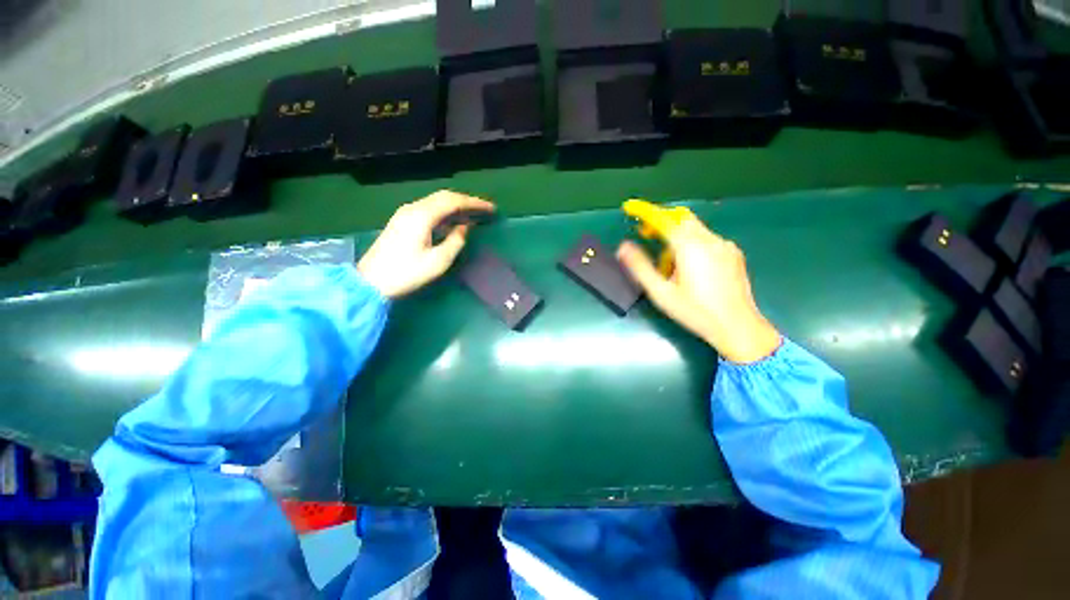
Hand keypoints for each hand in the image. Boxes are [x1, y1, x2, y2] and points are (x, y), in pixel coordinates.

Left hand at [358, 190, 494, 297]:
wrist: (371, 282)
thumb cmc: (407, 273)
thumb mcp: (438, 261)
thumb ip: (456, 241)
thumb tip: (465, 227)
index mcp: (422, 216)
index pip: (453, 201)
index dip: (474, 203)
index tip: (491, 209)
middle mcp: (412, 208)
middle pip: (444, 197)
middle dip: (466, 202)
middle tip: (484, 211)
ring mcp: (405, 214)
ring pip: (435, 203)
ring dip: (455, 207)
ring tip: (473, 217)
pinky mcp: (402, 222)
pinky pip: (428, 210)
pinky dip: (444, 214)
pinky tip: (452, 224)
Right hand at [617, 217, 780, 363]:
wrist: (737, 326)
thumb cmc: (694, 311)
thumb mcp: (660, 292)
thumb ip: (640, 267)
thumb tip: (623, 247)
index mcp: (689, 246)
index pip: (663, 219)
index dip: (645, 212)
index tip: (630, 208)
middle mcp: (709, 239)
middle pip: (681, 219)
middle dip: (661, 224)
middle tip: (647, 238)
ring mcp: (724, 245)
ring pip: (694, 230)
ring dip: (676, 238)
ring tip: (670, 267)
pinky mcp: (733, 254)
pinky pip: (707, 240)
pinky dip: (692, 245)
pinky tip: (691, 269)